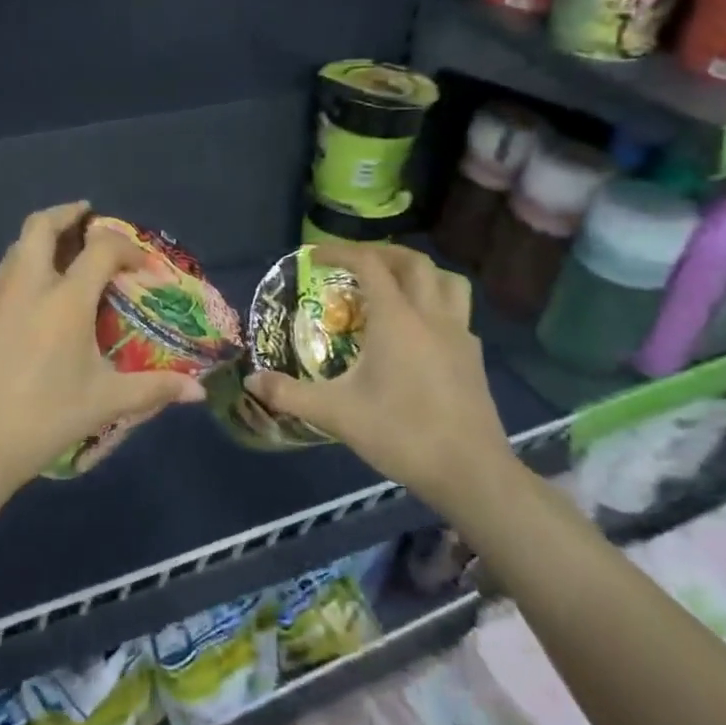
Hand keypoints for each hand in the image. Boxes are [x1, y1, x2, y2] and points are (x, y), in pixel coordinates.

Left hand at [0, 202, 205, 494]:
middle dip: (67, 214)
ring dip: (40, 244)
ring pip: (15, 251)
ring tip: (61, 263)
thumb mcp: (104, 403)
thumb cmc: (42, 419)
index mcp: (64, 298)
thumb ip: (153, 389)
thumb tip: (196, 393)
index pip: (101, 248)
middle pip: (41, 225)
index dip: (127, 249)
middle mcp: (25, 285)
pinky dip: (20, 280)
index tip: (141, 268)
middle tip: (86, 218)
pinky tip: (28, 314)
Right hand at [245, 243, 509, 508]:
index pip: (369, 265)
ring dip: (419, 272)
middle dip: (381, 253)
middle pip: (413, 262)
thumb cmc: (401, 433)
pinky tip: (421, 330)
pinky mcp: (474, 358)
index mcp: (397, 319)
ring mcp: (459, 335)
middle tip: (354, 263)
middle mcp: (431, 316)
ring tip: (395, 284)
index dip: (340, 252)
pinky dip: (437, 304)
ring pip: (447, 281)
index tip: (314, 257)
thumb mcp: (335, 414)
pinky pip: (458, 312)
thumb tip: (250, 381)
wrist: (470, 472)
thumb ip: (289, 394)